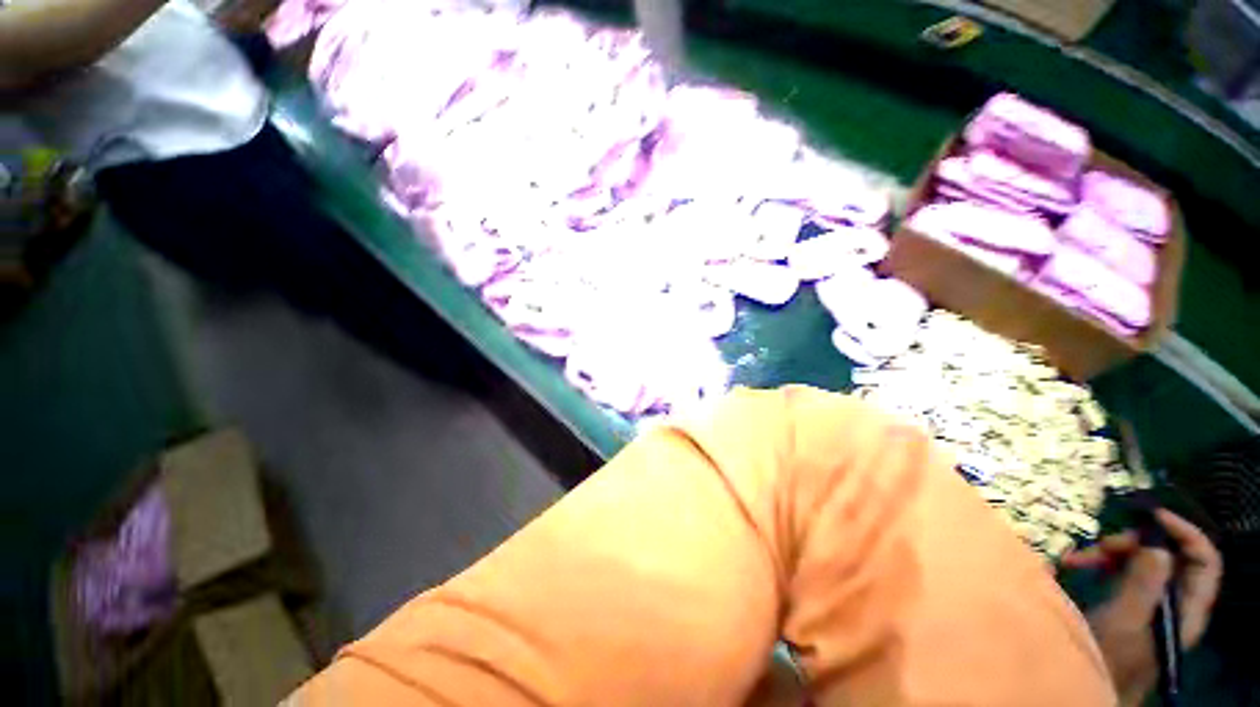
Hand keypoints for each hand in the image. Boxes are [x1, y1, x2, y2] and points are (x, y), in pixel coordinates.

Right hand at [1061, 510, 1221, 705]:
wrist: (1084, 681)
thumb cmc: (1108, 655)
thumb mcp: (1125, 621)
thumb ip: (1145, 584)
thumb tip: (1156, 545)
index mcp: (1186, 607)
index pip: (1204, 560)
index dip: (1185, 533)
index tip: (1152, 516)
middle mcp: (1174, 601)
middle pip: (1168, 556)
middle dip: (1134, 543)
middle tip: (1102, 545)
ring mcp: (1151, 601)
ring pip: (1140, 560)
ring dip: (1109, 553)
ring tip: (1076, 559)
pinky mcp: (1129, 601)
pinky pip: (1121, 570)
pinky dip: (1099, 562)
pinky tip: (1073, 565)